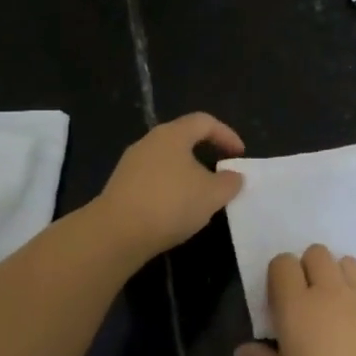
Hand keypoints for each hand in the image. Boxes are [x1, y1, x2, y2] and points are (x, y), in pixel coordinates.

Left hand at [94, 113, 245, 259]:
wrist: (116, 233)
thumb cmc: (170, 203)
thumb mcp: (212, 194)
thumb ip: (229, 182)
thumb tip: (234, 176)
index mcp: (172, 135)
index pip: (204, 122)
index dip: (226, 134)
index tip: (239, 154)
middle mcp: (149, 142)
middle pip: (183, 139)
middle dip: (205, 154)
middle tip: (221, 173)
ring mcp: (130, 164)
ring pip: (167, 161)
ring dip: (187, 174)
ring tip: (201, 196)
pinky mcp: (120, 186)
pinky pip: (153, 180)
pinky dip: (170, 189)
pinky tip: (176, 211)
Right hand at [234, 245, 355, 355]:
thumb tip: (242, 350)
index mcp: (297, 307)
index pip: (282, 264)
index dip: (279, 277)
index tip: (280, 303)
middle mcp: (330, 292)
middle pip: (316, 253)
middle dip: (308, 269)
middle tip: (307, 303)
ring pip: (346, 262)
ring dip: (337, 276)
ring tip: (336, 308)